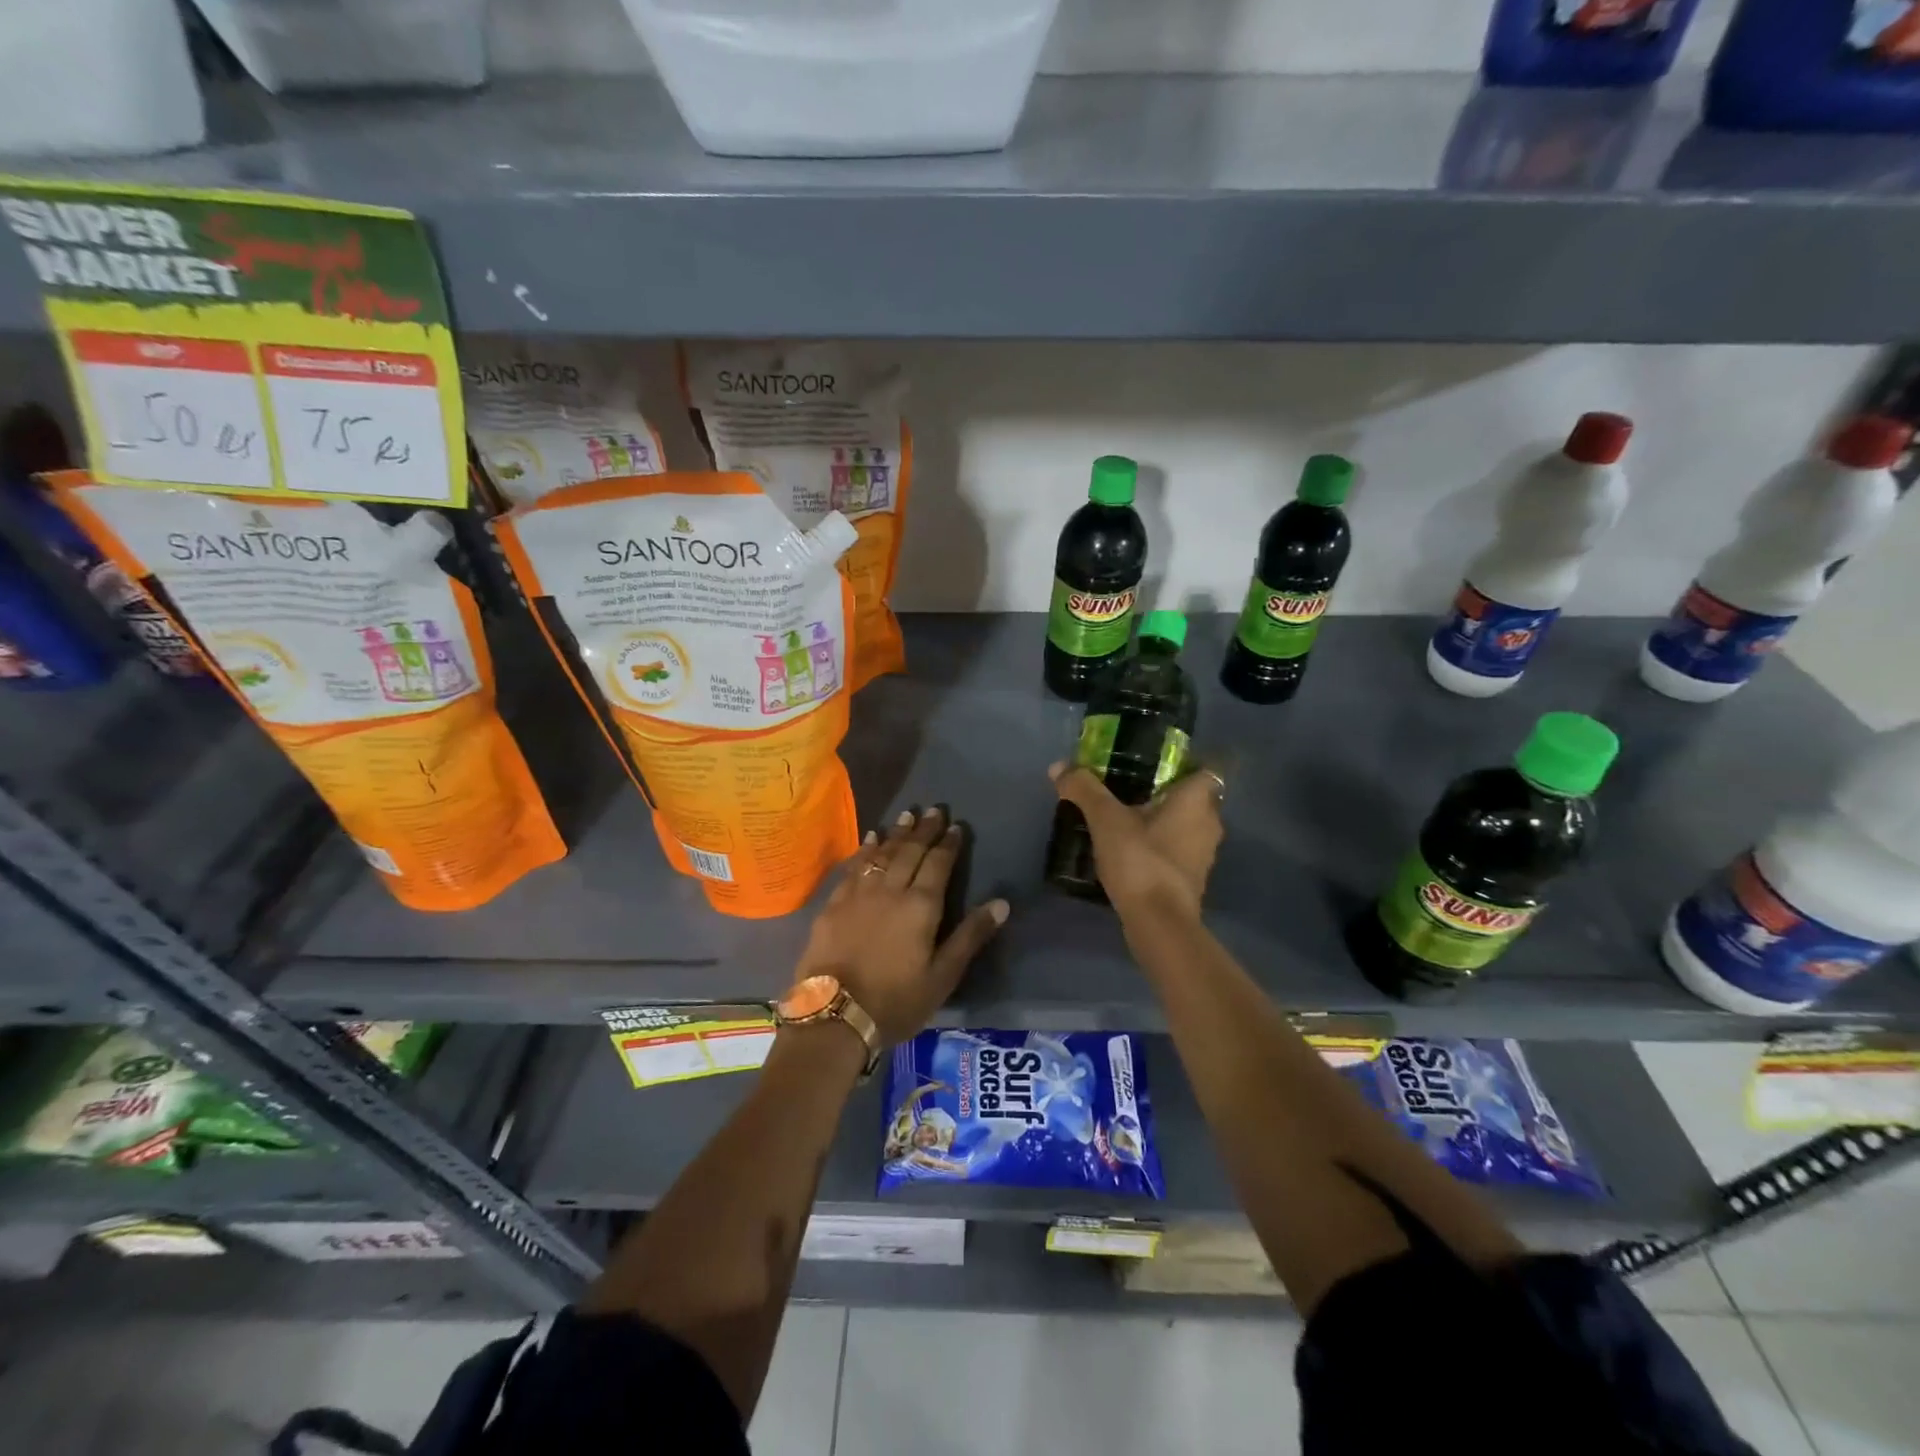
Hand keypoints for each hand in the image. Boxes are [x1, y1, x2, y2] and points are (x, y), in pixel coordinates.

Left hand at [792, 806, 1009, 1045]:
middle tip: (934, 810)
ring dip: (896, 833)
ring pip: (882, 853)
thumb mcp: (943, 976)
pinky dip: (865, 850)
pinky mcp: (834, 904)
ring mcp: (859, 894)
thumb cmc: (896, 1001)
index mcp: (921, 906)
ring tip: (907, 815)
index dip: (949, 844)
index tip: (956, 826)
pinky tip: (870, 839)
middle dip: (924, 830)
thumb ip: (971, 936)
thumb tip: (1002, 902)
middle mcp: (891, 890)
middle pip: (910, 851)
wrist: (835, 1015)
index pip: (939, 864)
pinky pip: (854, 867)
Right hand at [1049, 762, 1224, 920]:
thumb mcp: (1105, 819)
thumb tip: (1059, 766)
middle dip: (1166, 791)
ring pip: (1186, 825)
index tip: (1156, 763)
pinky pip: (1177, 849)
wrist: (1158, 923)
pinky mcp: (1192, 879)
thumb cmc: (1141, 860)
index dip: (1186, 763)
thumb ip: (1084, 789)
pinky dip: (1159, 845)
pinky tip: (1131, 849)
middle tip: (1130, 786)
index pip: (1207, 768)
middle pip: (1193, 797)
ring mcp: (1203, 854)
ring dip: (1162, 820)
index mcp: (1197, 800)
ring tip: (1125, 817)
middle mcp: (1210, 823)